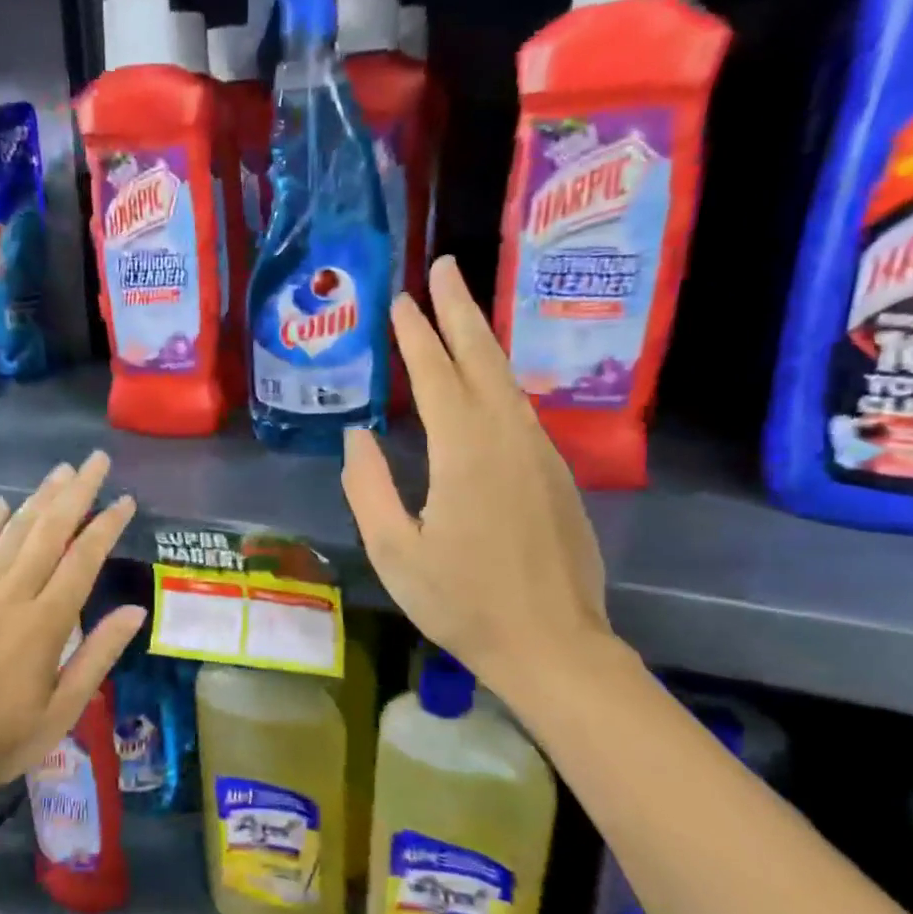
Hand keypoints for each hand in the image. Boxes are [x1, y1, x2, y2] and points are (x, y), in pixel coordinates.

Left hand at [0, 451, 146, 806]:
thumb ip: (99, 655)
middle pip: (49, 530)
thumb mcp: (64, 710)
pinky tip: (1, 504)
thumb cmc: (0, 739)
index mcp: (45, 622)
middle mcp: (11, 594)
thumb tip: (136, 611)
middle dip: (76, 491)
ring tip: (62, 471)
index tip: (125, 500)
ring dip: (39, 498)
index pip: (83, 559)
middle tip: (96, 460)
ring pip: (13, 531)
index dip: (106, 525)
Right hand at [342, 254, 613, 707]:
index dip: (416, 334)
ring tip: (462, 312)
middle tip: (446, 268)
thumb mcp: (395, 551)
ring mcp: (540, 454)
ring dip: (482, 340)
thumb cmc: (462, 603)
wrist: (553, 645)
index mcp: (465, 452)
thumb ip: (368, 487)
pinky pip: (521, 411)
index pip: (436, 374)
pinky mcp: (556, 475)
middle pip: (482, 358)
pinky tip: (487, 384)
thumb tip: (357, 435)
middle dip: (460, 310)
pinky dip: (498, 381)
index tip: (400, 299)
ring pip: (507, 381)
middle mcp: (508, 438)